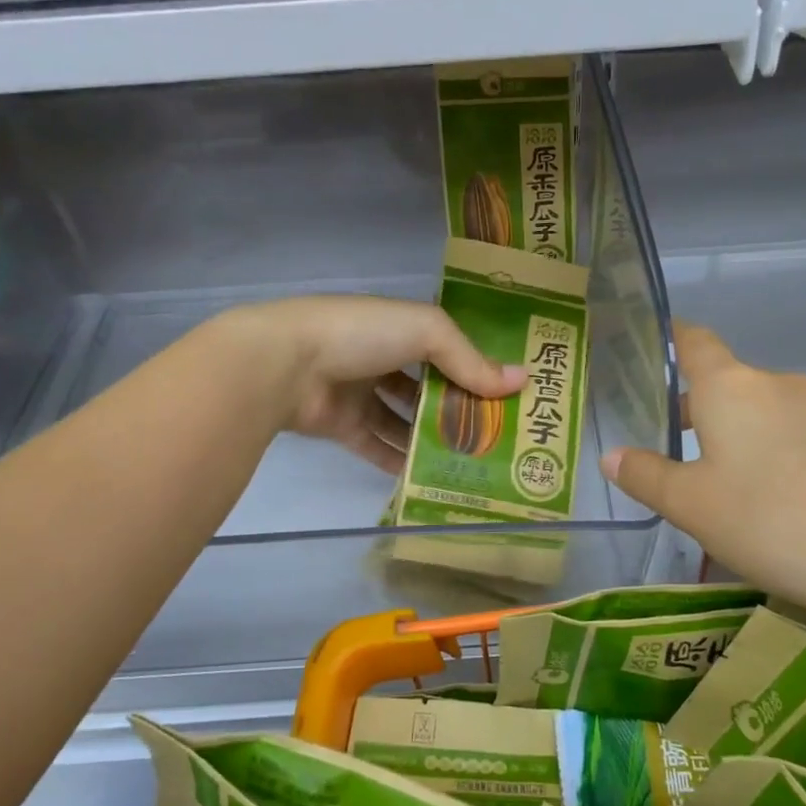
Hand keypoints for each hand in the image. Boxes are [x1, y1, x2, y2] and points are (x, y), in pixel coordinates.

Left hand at [215, 296, 524, 473]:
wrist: (283, 365)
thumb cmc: (360, 334)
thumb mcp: (426, 333)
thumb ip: (470, 360)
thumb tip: (521, 381)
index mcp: (398, 327)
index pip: (447, 348)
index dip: (476, 367)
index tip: (508, 394)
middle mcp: (380, 357)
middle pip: (427, 386)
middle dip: (457, 408)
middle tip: (495, 435)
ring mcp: (359, 393)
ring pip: (404, 419)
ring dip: (431, 438)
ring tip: (470, 461)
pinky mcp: (342, 426)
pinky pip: (378, 446)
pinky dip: (400, 461)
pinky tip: (430, 478)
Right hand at [601, 322, 805, 629]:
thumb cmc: (772, 519)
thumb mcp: (692, 506)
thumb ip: (647, 477)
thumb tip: (611, 456)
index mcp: (731, 388)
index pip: (695, 342)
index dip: (674, 338)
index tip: (657, 342)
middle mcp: (780, 385)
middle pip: (731, 385)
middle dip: (702, 412)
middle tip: (678, 455)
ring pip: (769, 415)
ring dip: (745, 439)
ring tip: (732, 491)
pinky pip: (805, 439)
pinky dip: (783, 458)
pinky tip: (785, 506)